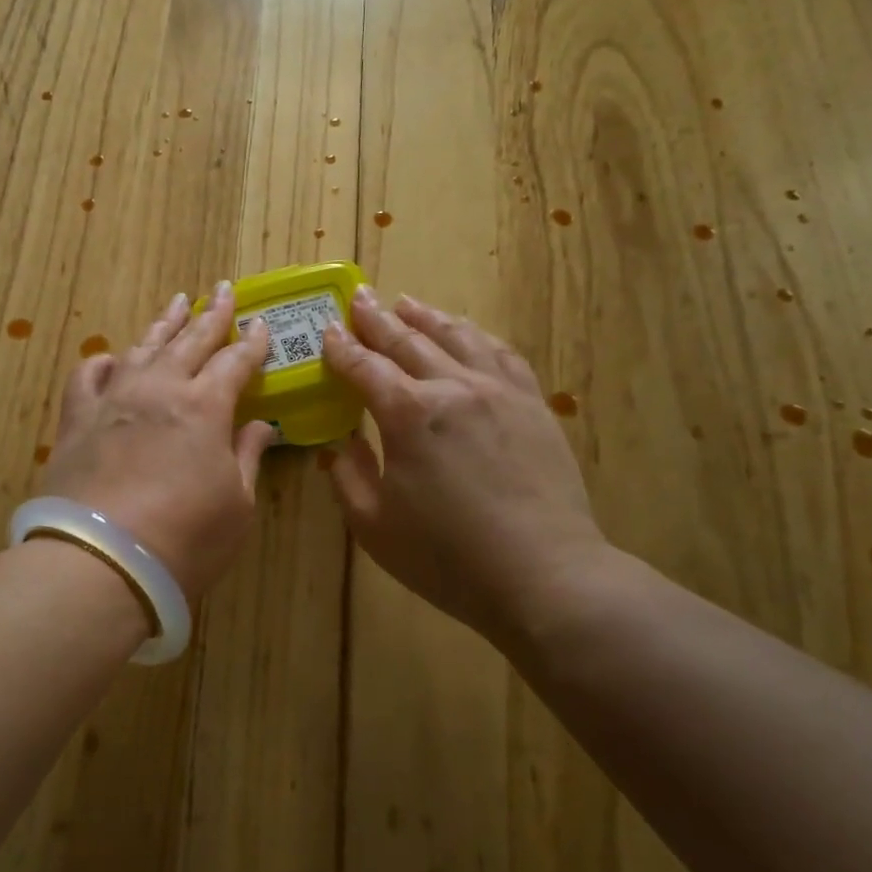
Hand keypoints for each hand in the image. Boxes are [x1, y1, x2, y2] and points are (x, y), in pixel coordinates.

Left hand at [40, 283, 275, 597]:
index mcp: (204, 407)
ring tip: (178, 302)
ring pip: (142, 348)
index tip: (262, 324)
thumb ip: (247, 457)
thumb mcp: (237, 505)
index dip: (252, 343)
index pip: (235, 363)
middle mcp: (158, 390)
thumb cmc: (185, 539)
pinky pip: (86, 377)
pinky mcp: (76, 421)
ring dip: (164, 324)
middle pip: (191, 342)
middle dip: (213, 314)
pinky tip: (110, 356)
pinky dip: (101, 362)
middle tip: (225, 290)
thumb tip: (261, 425)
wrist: (101, 562)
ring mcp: (113, 401)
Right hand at [321, 288, 612, 639]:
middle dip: (378, 319)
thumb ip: (347, 475)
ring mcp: (498, 391)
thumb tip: (337, 442)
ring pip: (457, 337)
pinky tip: (468, 332)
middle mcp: (452, 388)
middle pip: (408, 341)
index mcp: (408, 414)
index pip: (365, 367)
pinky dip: (477, 336)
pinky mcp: (532, 405)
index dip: (342, 348)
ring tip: (407, 302)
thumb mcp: (373, 525)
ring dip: (426, 317)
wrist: (543, 575)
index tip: (327, 329)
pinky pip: (501, 354)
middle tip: (360, 297)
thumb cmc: (446, 557)